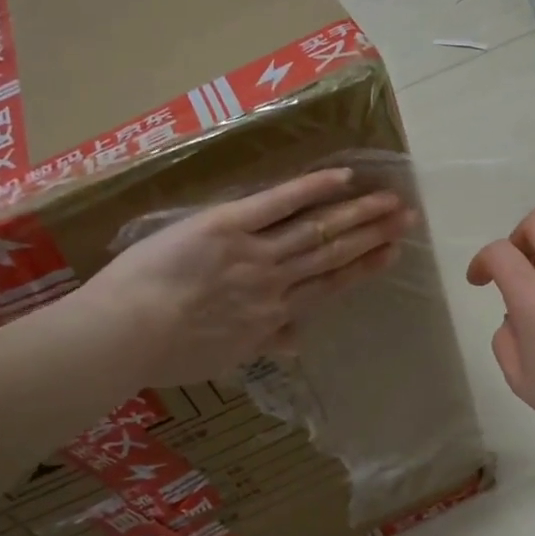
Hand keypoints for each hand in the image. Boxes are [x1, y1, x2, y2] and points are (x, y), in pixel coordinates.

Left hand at [54, 168, 410, 384]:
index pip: (329, 286)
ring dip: (357, 213)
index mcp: (273, 316)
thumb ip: (263, 343)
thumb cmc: (168, 354)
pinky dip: (312, 189)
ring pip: (317, 230)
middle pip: (333, 254)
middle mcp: (276, 282)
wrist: (127, 334)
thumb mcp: (224, 358)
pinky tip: (343, 176)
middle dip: (373, 235)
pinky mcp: (228, 225)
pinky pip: (277, 204)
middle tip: (407, 218)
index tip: (392, 252)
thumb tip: (296, 342)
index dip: (364, 267)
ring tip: (389, 199)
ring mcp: (255, 252)